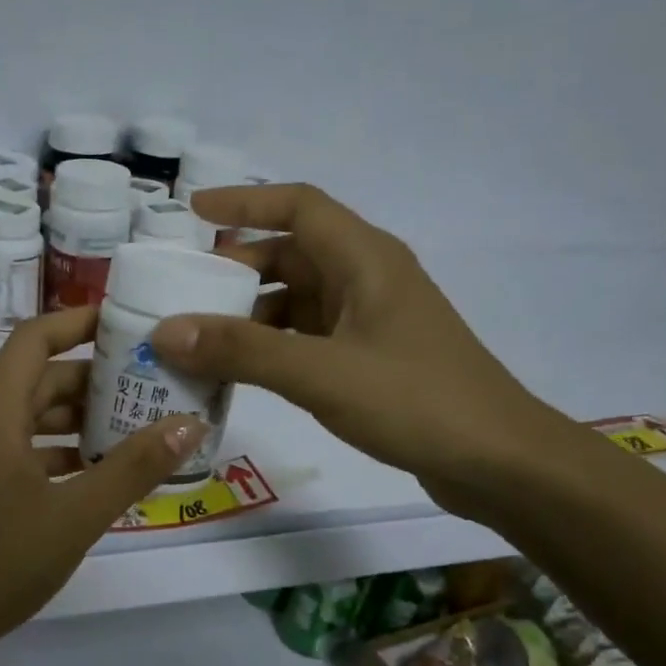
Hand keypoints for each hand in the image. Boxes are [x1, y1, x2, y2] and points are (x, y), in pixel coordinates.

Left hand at [0, 307, 208, 662]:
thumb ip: (133, 467)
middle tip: (148, 388)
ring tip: (132, 431)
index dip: (77, 322)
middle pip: (37, 381)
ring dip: (75, 421)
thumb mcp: (75, 516)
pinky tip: (92, 476)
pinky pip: (17, 452)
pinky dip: (55, 453)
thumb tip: (188, 423)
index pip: (34, 339)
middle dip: (92, 380)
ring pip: (28, 419)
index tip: (124, 324)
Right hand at [151, 184, 564, 517]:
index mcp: (366, 260)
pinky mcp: (372, 360)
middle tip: (184, 293)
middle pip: (293, 255)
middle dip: (237, 269)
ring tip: (200, 340)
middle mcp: (369, 280)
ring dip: (251, 315)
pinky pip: (309, 339)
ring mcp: (372, 322)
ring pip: (299, 301)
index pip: (299, 206)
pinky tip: (242, 374)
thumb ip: (242, 351)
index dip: (244, 203)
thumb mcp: (321, 373)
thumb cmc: (415, 402)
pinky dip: (273, 348)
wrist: (498, 462)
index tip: (192, 213)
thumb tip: (167, 331)